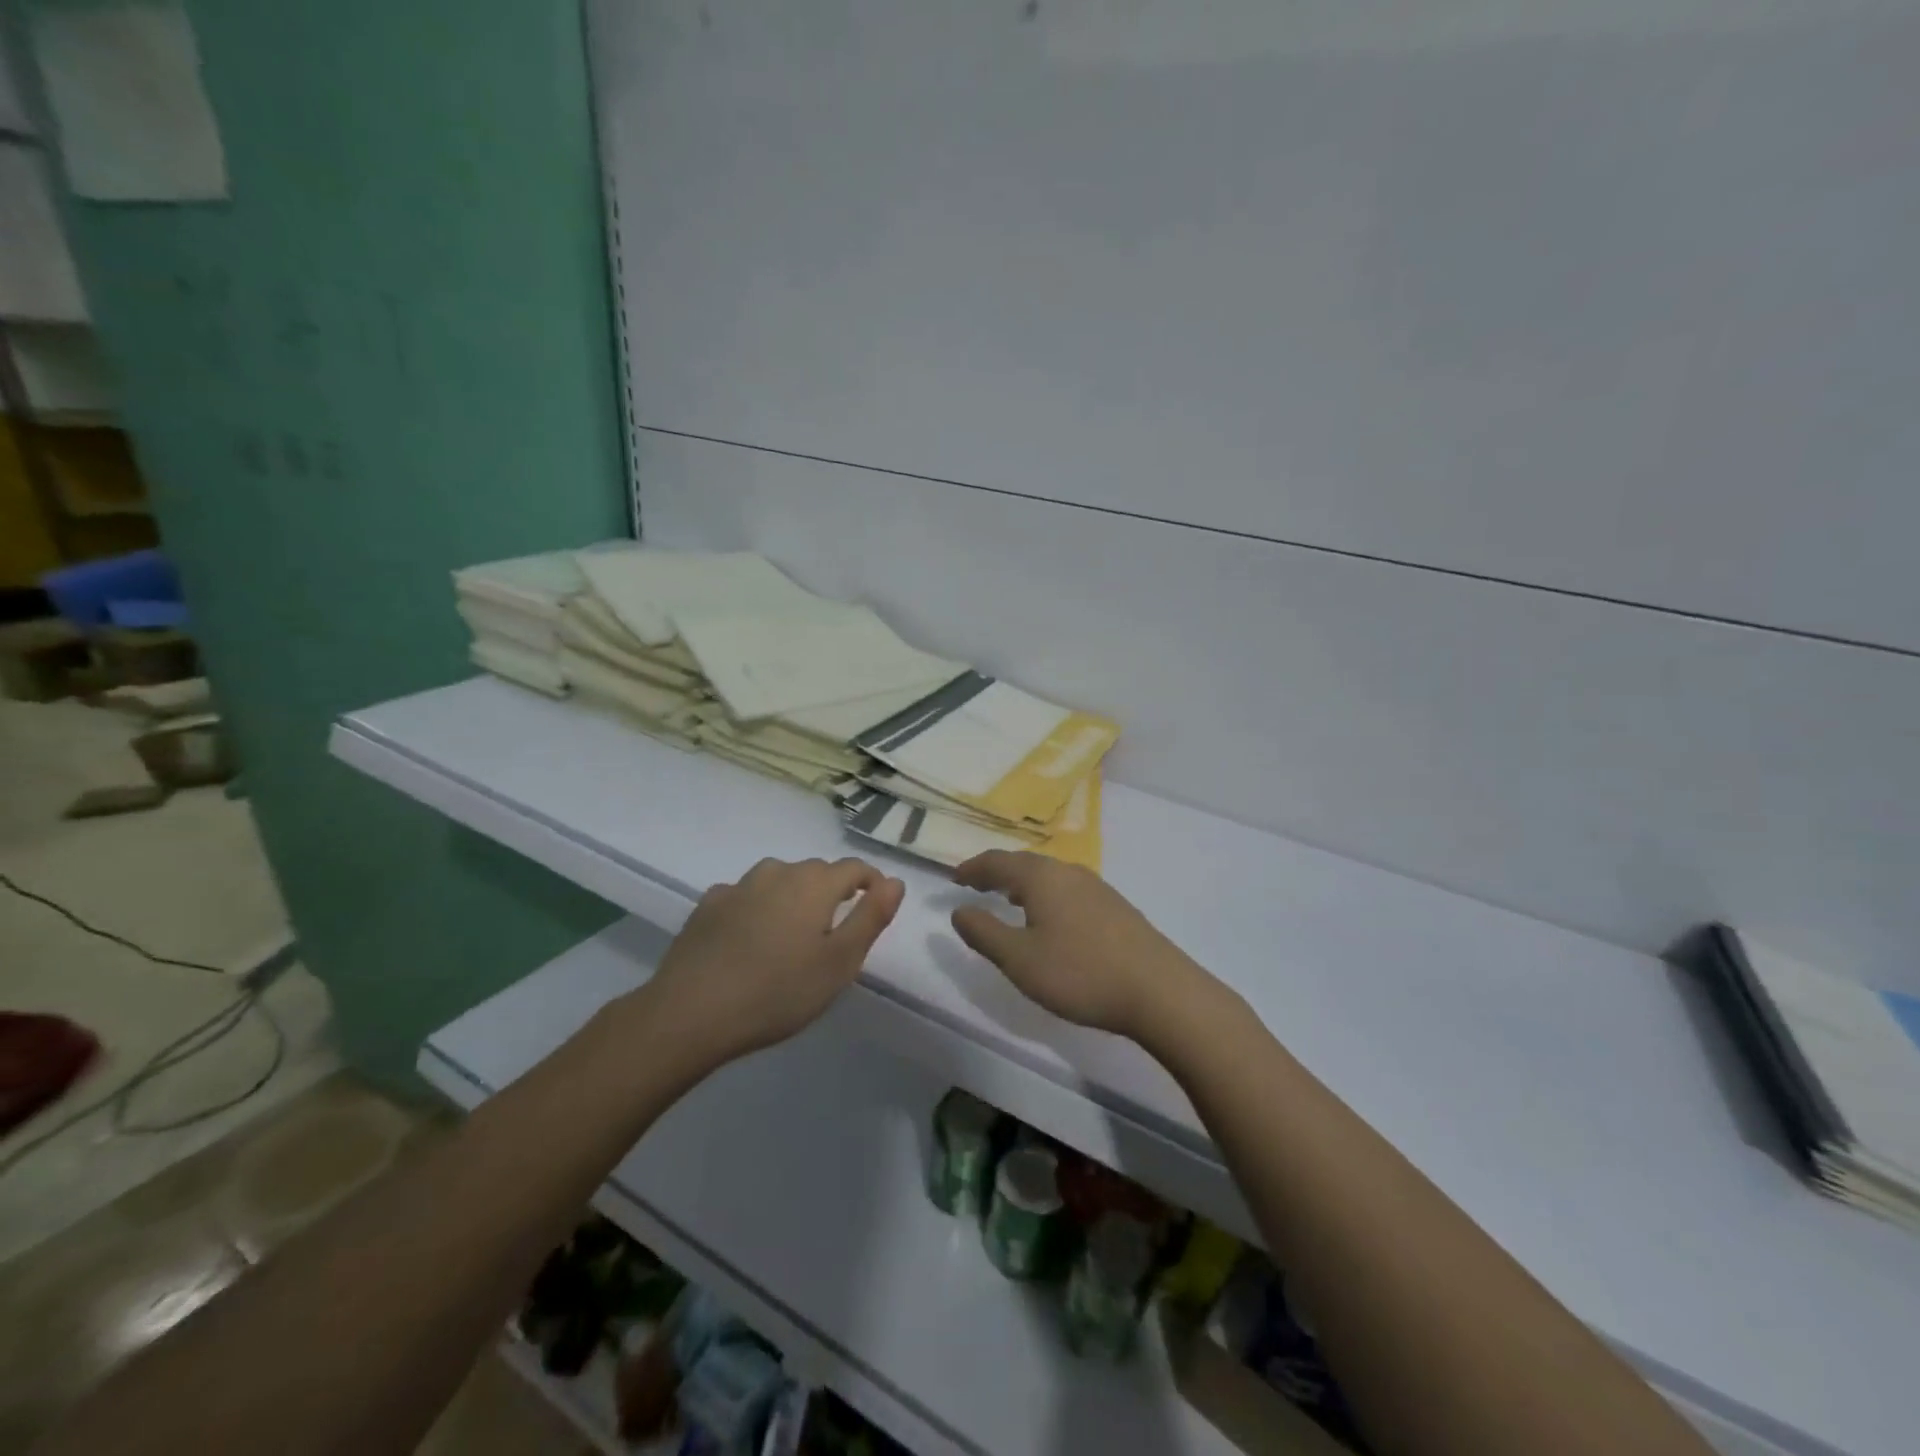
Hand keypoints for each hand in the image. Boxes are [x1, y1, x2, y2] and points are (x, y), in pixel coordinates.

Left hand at [646, 857, 904, 1067]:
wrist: (691, 1012)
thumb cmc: (778, 992)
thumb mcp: (839, 962)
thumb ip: (871, 917)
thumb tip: (895, 881)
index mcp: (814, 884)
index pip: (855, 868)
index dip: (871, 883)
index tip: (877, 908)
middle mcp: (778, 873)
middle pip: (816, 872)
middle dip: (833, 892)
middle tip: (834, 933)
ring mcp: (738, 886)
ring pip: (779, 880)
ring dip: (793, 897)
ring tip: (793, 934)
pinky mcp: (708, 905)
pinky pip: (745, 896)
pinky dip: (757, 908)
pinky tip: (750, 937)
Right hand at [949, 851, 1203, 1040]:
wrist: (1159, 991)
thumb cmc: (1080, 973)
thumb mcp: (1020, 959)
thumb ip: (984, 933)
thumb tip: (959, 911)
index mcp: (1041, 877)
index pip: (997, 861)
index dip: (973, 868)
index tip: (954, 877)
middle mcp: (1068, 872)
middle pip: (1025, 863)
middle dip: (998, 872)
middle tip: (977, 884)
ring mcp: (1097, 887)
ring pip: (1050, 876)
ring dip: (1024, 883)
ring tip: (1009, 898)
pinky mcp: (1116, 907)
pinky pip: (1068, 889)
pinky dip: (1047, 895)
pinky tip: (1052, 918)